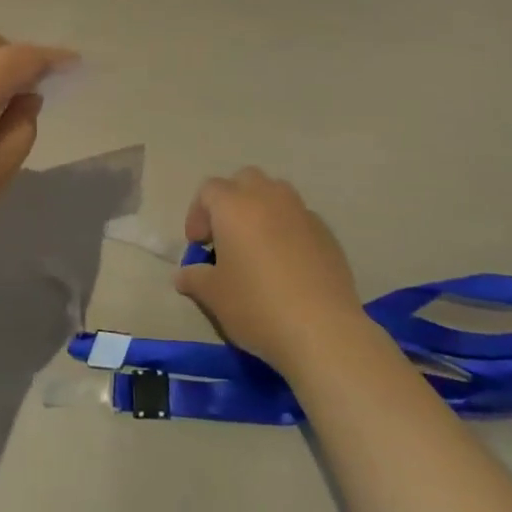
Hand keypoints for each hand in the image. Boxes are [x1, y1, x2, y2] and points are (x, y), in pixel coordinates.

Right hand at [174, 167, 366, 375]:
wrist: (322, 331)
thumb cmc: (257, 306)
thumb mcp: (214, 296)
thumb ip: (194, 278)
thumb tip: (183, 274)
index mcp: (234, 206)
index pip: (208, 190)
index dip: (198, 214)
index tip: (199, 245)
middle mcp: (268, 198)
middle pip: (245, 180)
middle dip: (231, 201)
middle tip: (226, 236)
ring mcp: (302, 212)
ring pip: (276, 193)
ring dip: (262, 210)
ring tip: (258, 246)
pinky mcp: (327, 233)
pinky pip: (299, 218)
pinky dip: (287, 230)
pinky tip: (288, 265)